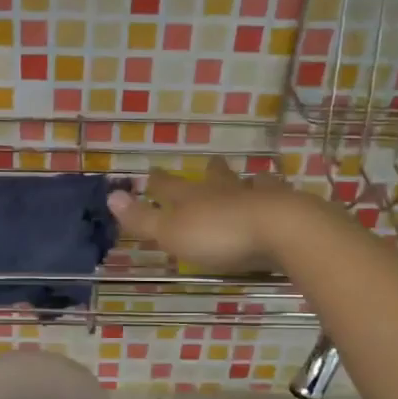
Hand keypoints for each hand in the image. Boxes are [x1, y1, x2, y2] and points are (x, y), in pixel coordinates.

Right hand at [108, 156, 310, 273]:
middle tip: (209, 163)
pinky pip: (279, 195)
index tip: (151, 174)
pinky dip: (277, 194)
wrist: (280, 230)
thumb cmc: (219, 235)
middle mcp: (224, 191)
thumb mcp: (172, 232)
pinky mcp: (286, 207)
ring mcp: (257, 196)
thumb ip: (143, 218)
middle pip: (213, 177)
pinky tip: (282, 195)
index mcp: (193, 198)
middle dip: (209, 172)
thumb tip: (110, 196)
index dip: (158, 183)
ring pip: (248, 183)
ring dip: (246, 181)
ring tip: (250, 178)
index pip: (169, 187)